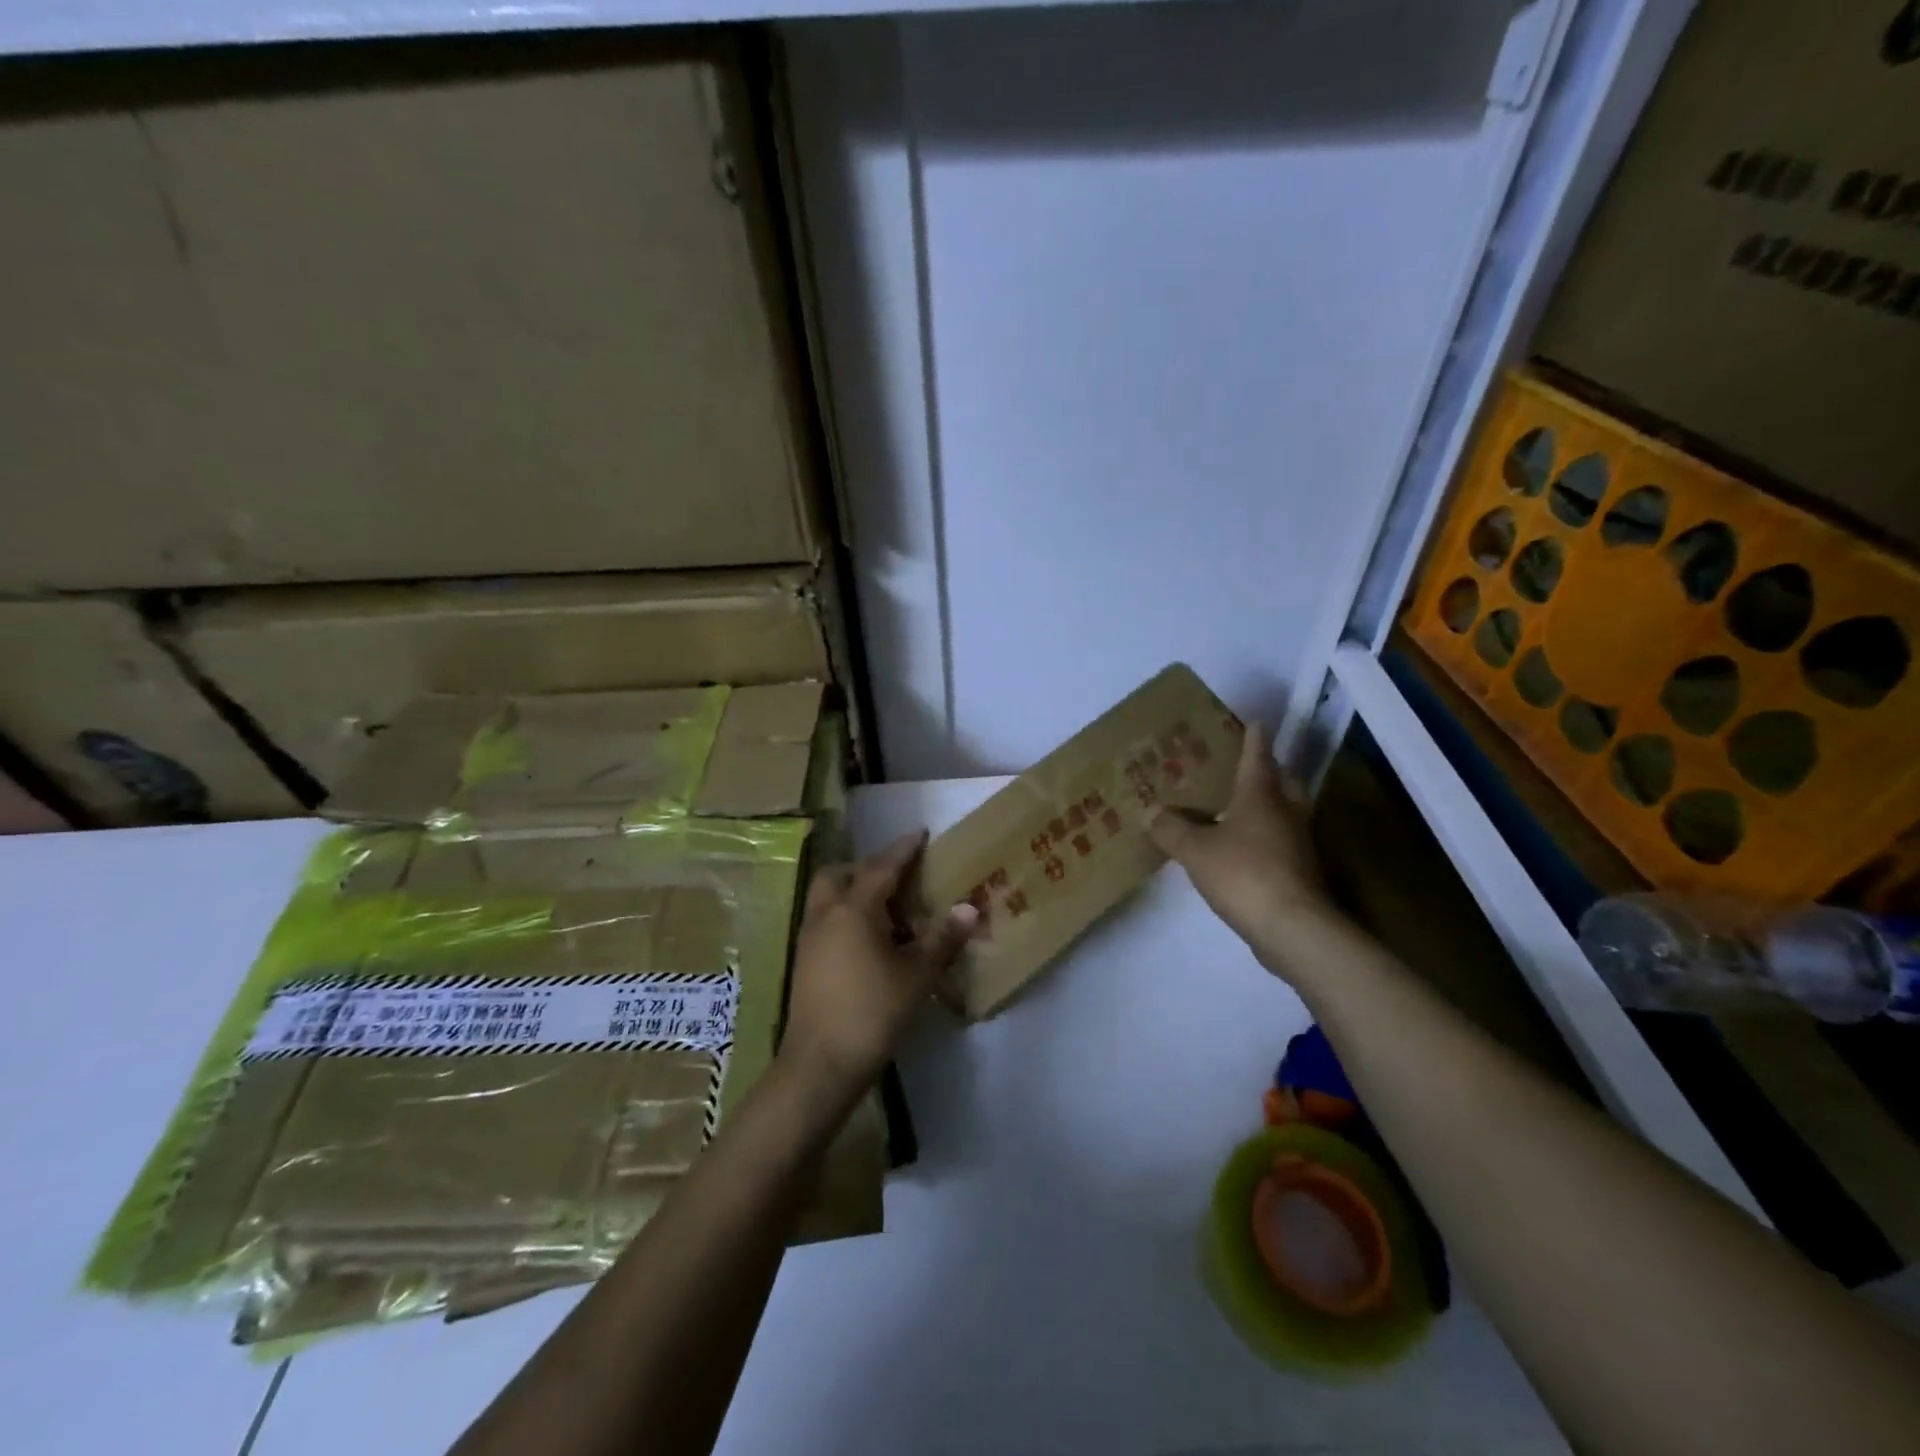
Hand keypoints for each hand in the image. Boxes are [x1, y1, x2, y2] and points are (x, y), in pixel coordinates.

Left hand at [780, 830, 977, 1107]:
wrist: (819, 1065)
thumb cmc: (872, 1012)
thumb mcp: (916, 976)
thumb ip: (942, 939)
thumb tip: (968, 908)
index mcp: (854, 909)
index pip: (882, 866)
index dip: (903, 849)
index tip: (919, 833)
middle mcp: (826, 915)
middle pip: (840, 874)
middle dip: (867, 868)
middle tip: (898, 879)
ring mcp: (810, 939)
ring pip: (828, 898)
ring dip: (854, 893)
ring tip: (888, 912)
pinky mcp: (805, 963)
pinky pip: (825, 921)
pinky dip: (846, 917)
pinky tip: (870, 943)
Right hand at [1147, 721, 1337, 976]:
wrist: (1292, 927)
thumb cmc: (1243, 873)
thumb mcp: (1195, 850)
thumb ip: (1171, 829)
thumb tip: (1150, 811)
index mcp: (1260, 795)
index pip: (1257, 756)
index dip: (1254, 739)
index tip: (1255, 722)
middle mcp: (1285, 812)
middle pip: (1283, 781)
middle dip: (1271, 770)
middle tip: (1251, 765)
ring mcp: (1298, 843)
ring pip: (1287, 812)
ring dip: (1271, 804)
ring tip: (1244, 805)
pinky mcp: (1301, 871)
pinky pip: (1283, 842)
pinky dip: (1268, 837)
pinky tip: (1246, 848)